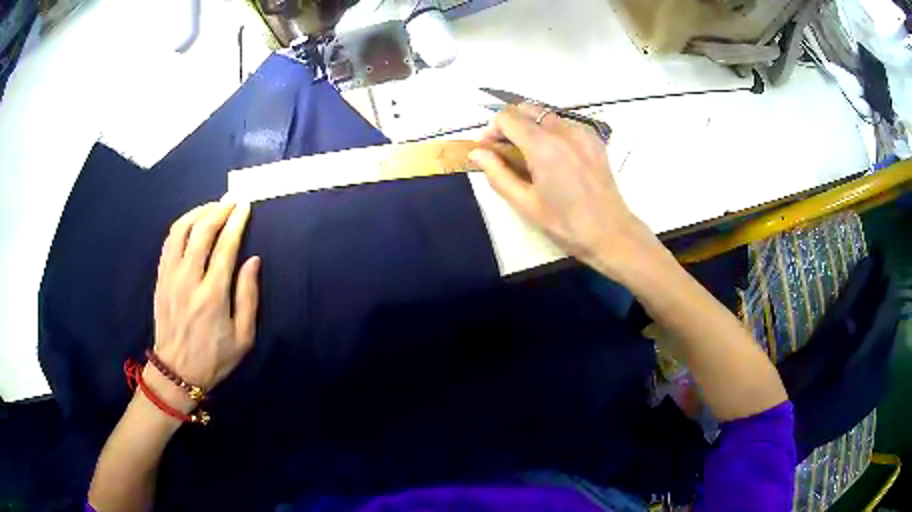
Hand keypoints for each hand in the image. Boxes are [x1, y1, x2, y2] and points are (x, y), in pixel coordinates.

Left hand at [152, 200, 260, 395]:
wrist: (177, 373)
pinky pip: (168, 243)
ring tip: (211, 207)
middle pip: (201, 231)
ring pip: (180, 231)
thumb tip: (252, 260)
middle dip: (218, 210)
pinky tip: (190, 223)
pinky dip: (180, 227)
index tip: (245, 207)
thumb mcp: (243, 337)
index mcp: (213, 294)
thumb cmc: (214, 358)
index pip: (225, 246)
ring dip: (197, 213)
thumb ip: (248, 297)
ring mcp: (170, 277)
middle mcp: (189, 279)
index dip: (236, 222)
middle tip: (230, 200)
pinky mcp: (160, 279)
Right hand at [469, 104, 651, 276]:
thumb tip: (476, 153)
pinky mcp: (594, 139)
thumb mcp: (525, 203)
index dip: (492, 130)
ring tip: (530, 155)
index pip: (507, 117)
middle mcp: (563, 131)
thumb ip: (497, 174)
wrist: (610, 233)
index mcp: (543, 146)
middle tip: (506, 149)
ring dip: (531, 127)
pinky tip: (554, 157)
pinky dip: (552, 132)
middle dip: (510, 123)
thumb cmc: (565, 224)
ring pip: (546, 115)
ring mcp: (582, 132)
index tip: (490, 150)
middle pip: (526, 108)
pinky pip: (565, 124)